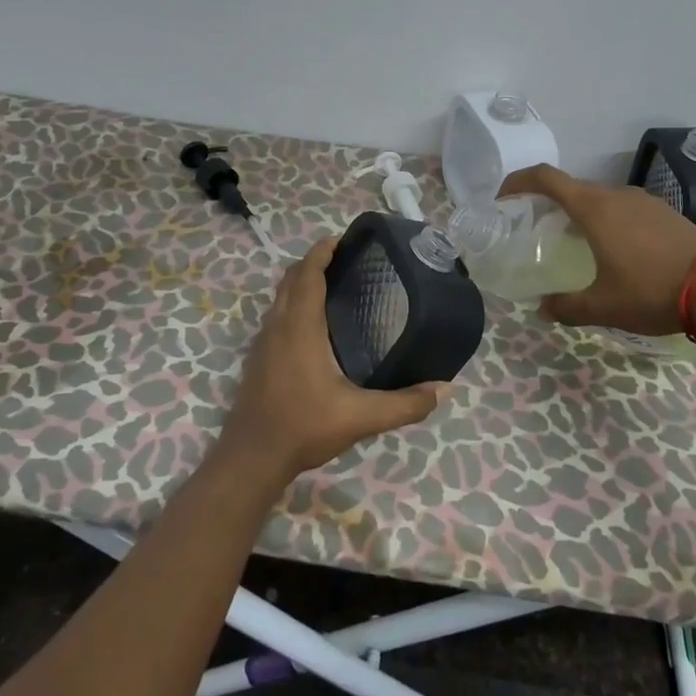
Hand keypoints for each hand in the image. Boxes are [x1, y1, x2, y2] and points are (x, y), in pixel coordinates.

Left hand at [218, 235, 446, 484]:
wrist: (252, 457)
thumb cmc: (304, 427)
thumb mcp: (361, 417)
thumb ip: (404, 404)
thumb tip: (444, 389)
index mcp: (300, 327)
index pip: (307, 273)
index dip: (322, 250)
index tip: (344, 239)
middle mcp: (278, 325)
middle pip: (291, 278)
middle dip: (314, 261)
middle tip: (347, 260)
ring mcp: (263, 341)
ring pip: (280, 296)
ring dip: (301, 281)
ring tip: (334, 285)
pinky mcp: (258, 358)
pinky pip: (276, 314)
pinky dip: (293, 302)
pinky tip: (315, 325)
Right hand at [498, 163, 695, 334]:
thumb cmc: (653, 291)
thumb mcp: (603, 306)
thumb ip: (567, 307)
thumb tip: (542, 309)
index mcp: (594, 208)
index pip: (546, 178)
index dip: (519, 181)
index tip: (503, 197)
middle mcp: (616, 195)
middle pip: (572, 187)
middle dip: (548, 202)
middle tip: (536, 228)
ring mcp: (644, 201)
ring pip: (600, 197)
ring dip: (580, 212)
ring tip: (573, 241)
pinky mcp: (665, 212)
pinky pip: (623, 208)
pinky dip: (607, 219)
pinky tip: (613, 249)